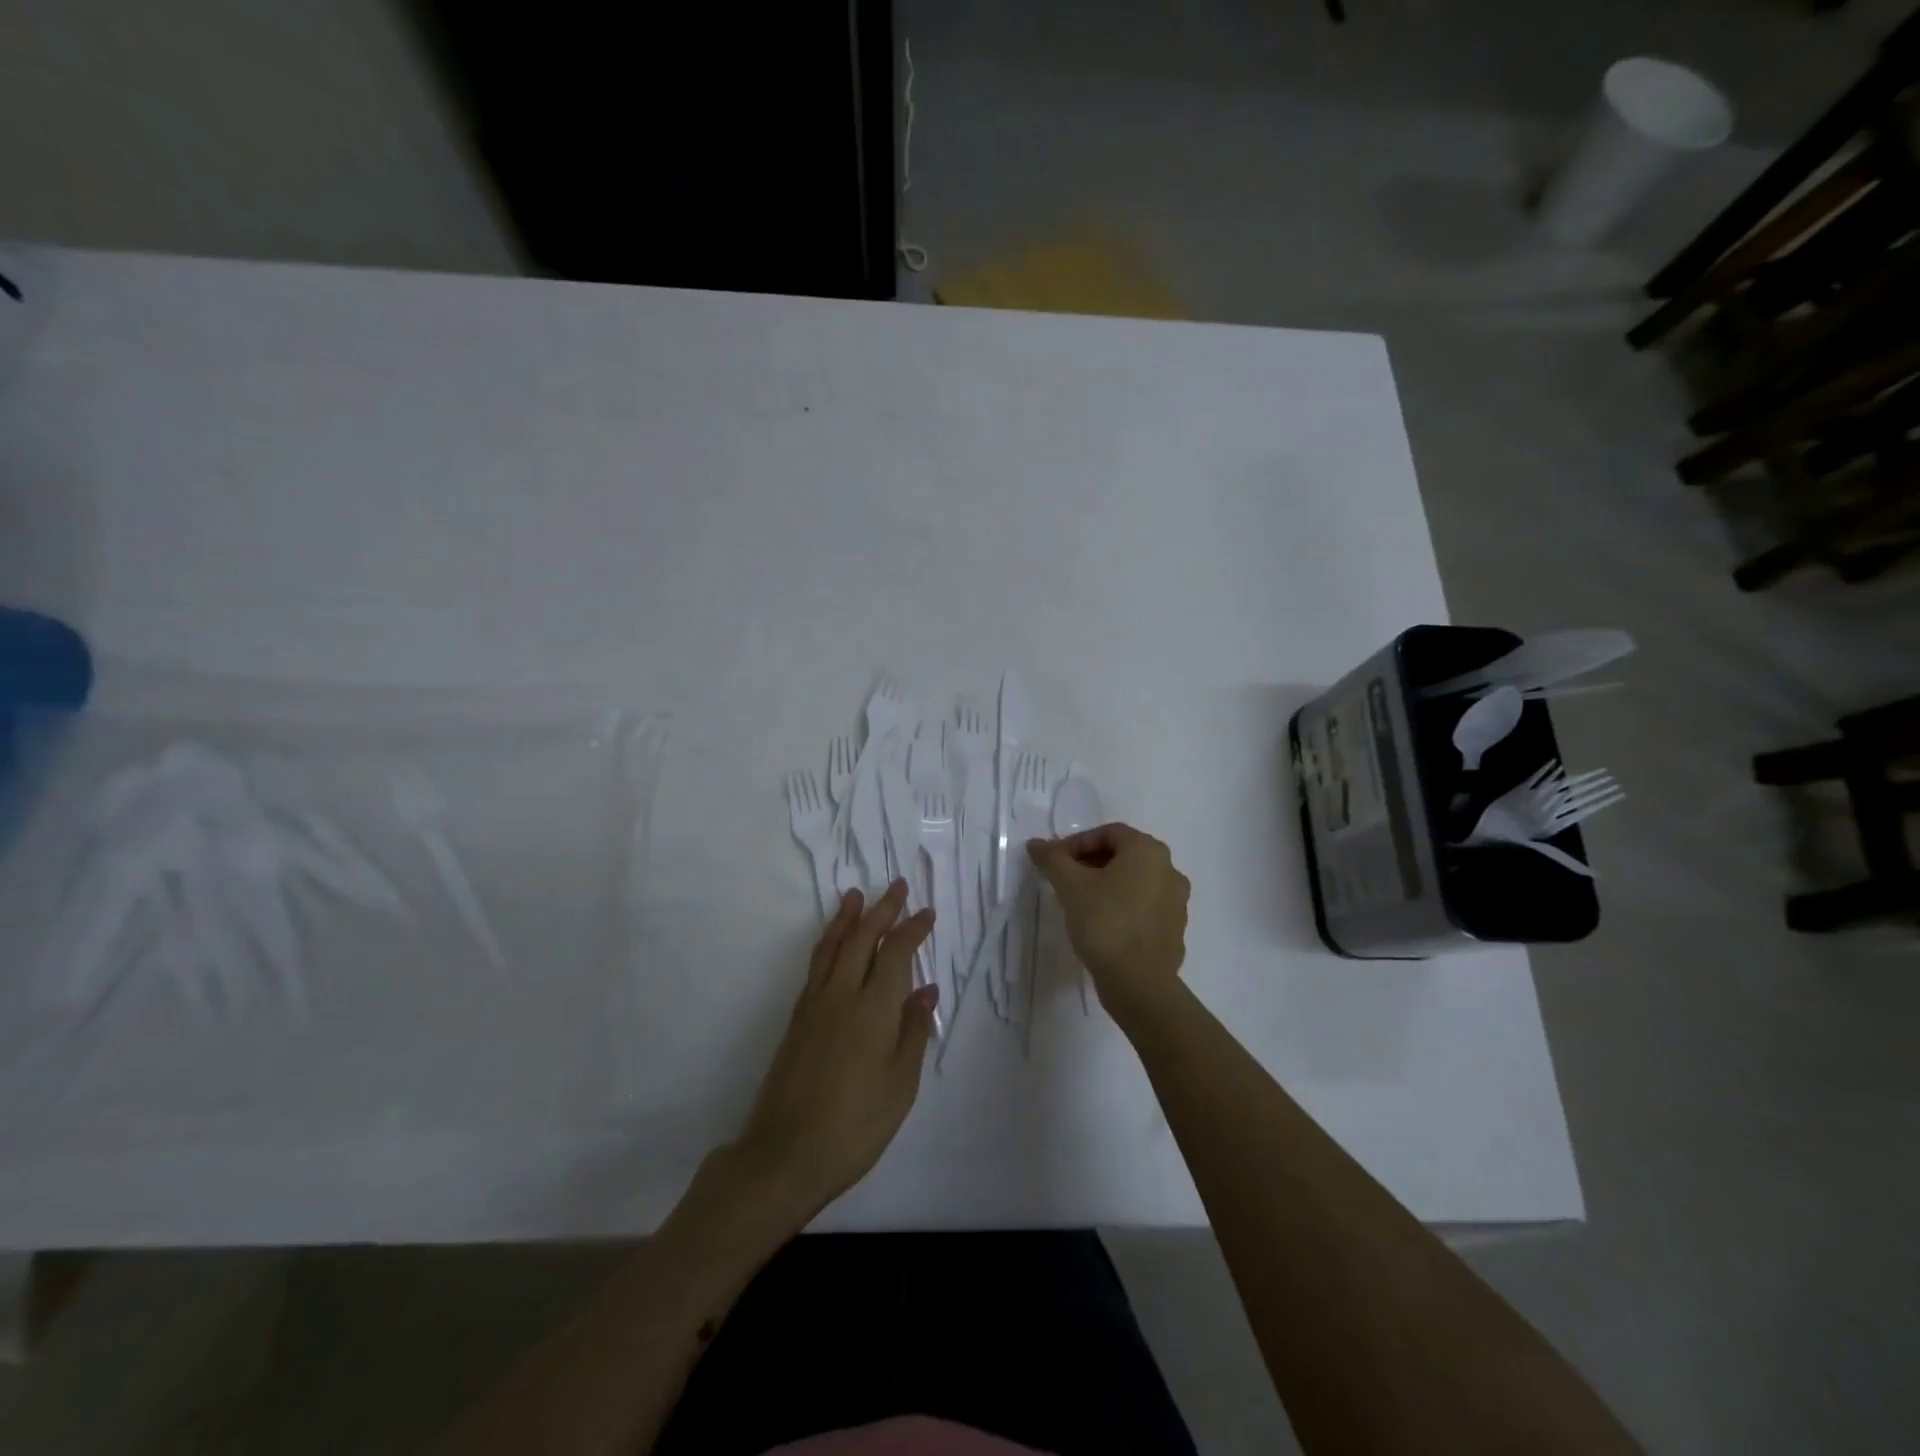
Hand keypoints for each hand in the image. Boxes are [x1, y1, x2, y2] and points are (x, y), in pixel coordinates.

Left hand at [730, 880, 937, 1226]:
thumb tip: (925, 989)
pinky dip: (829, 942)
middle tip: (897, 887)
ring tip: (856, 896)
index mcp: (874, 1009)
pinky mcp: (796, 1018)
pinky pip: (816, 965)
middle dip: (882, 909)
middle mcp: (842, 994)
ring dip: (847, 918)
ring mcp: (814, 1004)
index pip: (896, 953)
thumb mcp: (900, 1084)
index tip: (926, 913)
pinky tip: (834, 943)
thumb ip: (913, 1031)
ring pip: (833, 946)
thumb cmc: (856, 1124)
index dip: (912, 929)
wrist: (786, 1154)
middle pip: (862, 938)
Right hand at [1027, 823, 1189, 1026]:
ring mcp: (1177, 902)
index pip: (1109, 832)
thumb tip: (1036, 844)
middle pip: (1123, 855)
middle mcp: (1169, 870)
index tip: (1056, 862)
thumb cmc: (1104, 922)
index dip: (1077, 843)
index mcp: (1148, 851)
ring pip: (1135, 882)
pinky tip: (1101, 925)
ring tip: (1080, 903)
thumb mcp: (1070, 886)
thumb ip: (1053, 859)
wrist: (1139, 983)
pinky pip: (1144, 907)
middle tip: (1064, 880)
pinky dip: (1122, 906)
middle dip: (1091, 863)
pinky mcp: (1174, 930)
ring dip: (1106, 884)